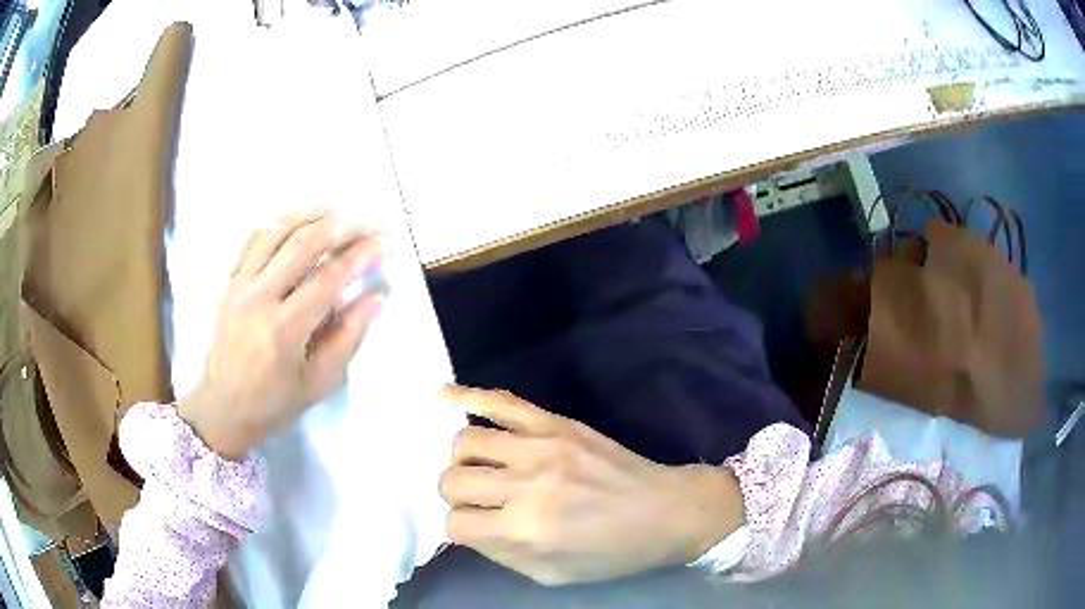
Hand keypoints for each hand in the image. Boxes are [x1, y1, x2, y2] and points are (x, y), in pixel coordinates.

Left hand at [178, 210, 384, 459]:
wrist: (221, 408)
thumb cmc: (273, 403)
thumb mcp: (318, 384)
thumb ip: (347, 339)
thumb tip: (375, 298)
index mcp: (284, 330)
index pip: (328, 279)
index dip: (359, 256)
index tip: (383, 244)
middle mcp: (259, 299)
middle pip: (303, 245)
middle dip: (340, 227)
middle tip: (365, 221)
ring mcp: (240, 286)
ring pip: (276, 233)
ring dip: (309, 216)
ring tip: (334, 211)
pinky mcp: (229, 283)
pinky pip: (252, 241)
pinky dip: (276, 224)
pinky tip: (295, 221)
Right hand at [438, 386, 744, 584]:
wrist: (665, 511)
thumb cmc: (613, 552)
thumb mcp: (554, 574)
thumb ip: (501, 554)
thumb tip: (466, 528)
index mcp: (527, 529)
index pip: (457, 523)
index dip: (460, 529)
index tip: (475, 527)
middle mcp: (526, 484)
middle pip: (452, 479)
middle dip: (454, 495)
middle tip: (476, 501)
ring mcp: (541, 446)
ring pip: (466, 441)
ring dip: (461, 459)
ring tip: (479, 468)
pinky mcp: (555, 422)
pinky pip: (500, 401)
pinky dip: (466, 395)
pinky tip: (442, 396)